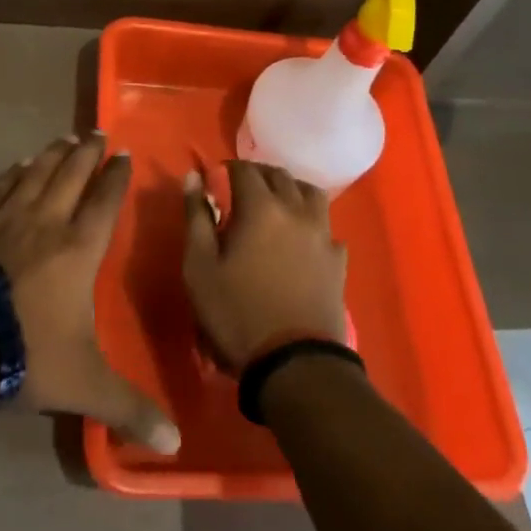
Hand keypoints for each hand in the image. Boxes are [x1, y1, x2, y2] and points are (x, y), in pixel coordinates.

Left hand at [0, 134, 178, 454]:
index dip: (116, 177)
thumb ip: (129, 408)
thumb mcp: (83, 385)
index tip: (123, 154)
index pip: (104, 202)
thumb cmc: (25, 353)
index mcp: (78, 249)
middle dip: (88, 152)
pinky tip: (18, 164)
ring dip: (53, 154)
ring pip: (37, 173)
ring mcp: (5, 216)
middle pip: (72, 175)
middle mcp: (46, 221)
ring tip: (64, 138)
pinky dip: (13, 172)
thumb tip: (175, 446)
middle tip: (96, 131)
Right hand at [182, 160, 347, 372]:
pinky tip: (304, 238)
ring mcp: (322, 234)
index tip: (217, 177)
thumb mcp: (200, 268)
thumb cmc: (237, 313)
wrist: (294, 362)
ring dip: (291, 189)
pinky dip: (313, 223)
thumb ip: (196, 218)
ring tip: (277, 203)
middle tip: (242, 187)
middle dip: (259, 174)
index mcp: (261, 207)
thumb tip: (193, 177)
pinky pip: (327, 227)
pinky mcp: (338, 260)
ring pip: (310, 193)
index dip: (229, 168)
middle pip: (280, 176)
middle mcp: (295, 210)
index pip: (245, 170)